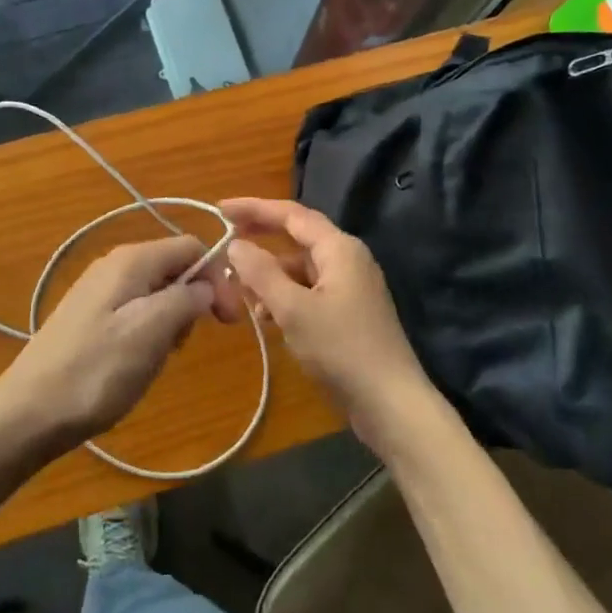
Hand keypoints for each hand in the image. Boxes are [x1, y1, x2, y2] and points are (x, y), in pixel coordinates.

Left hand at [0, 235, 216, 449]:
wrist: (29, 412)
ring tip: (158, 358)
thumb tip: (206, 285)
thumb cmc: (96, 371)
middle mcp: (114, 264)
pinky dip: (148, 333)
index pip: (191, 247)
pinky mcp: (88, 317)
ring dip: (170, 322)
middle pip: (173, 268)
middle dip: (192, 302)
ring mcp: (98, 291)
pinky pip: (134, 312)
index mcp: (131, 260)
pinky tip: (137, 362)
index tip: (228, 322)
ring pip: (155, 293)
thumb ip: (185, 299)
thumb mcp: (151, 331)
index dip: (217, 278)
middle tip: (184, 345)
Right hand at [222, 198, 438, 454]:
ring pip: (300, 269)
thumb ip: (261, 273)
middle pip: (296, 239)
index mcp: (339, 248)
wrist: (391, 404)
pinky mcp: (349, 313)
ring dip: (270, 276)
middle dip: (260, 243)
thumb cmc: (341, 349)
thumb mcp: (293, 309)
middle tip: (225, 245)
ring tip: (241, 294)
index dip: (254, 208)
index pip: (291, 214)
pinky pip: (309, 292)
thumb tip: (236, 244)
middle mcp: (348, 259)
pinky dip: (285, 297)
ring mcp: (350, 287)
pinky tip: (267, 318)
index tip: (220, 210)